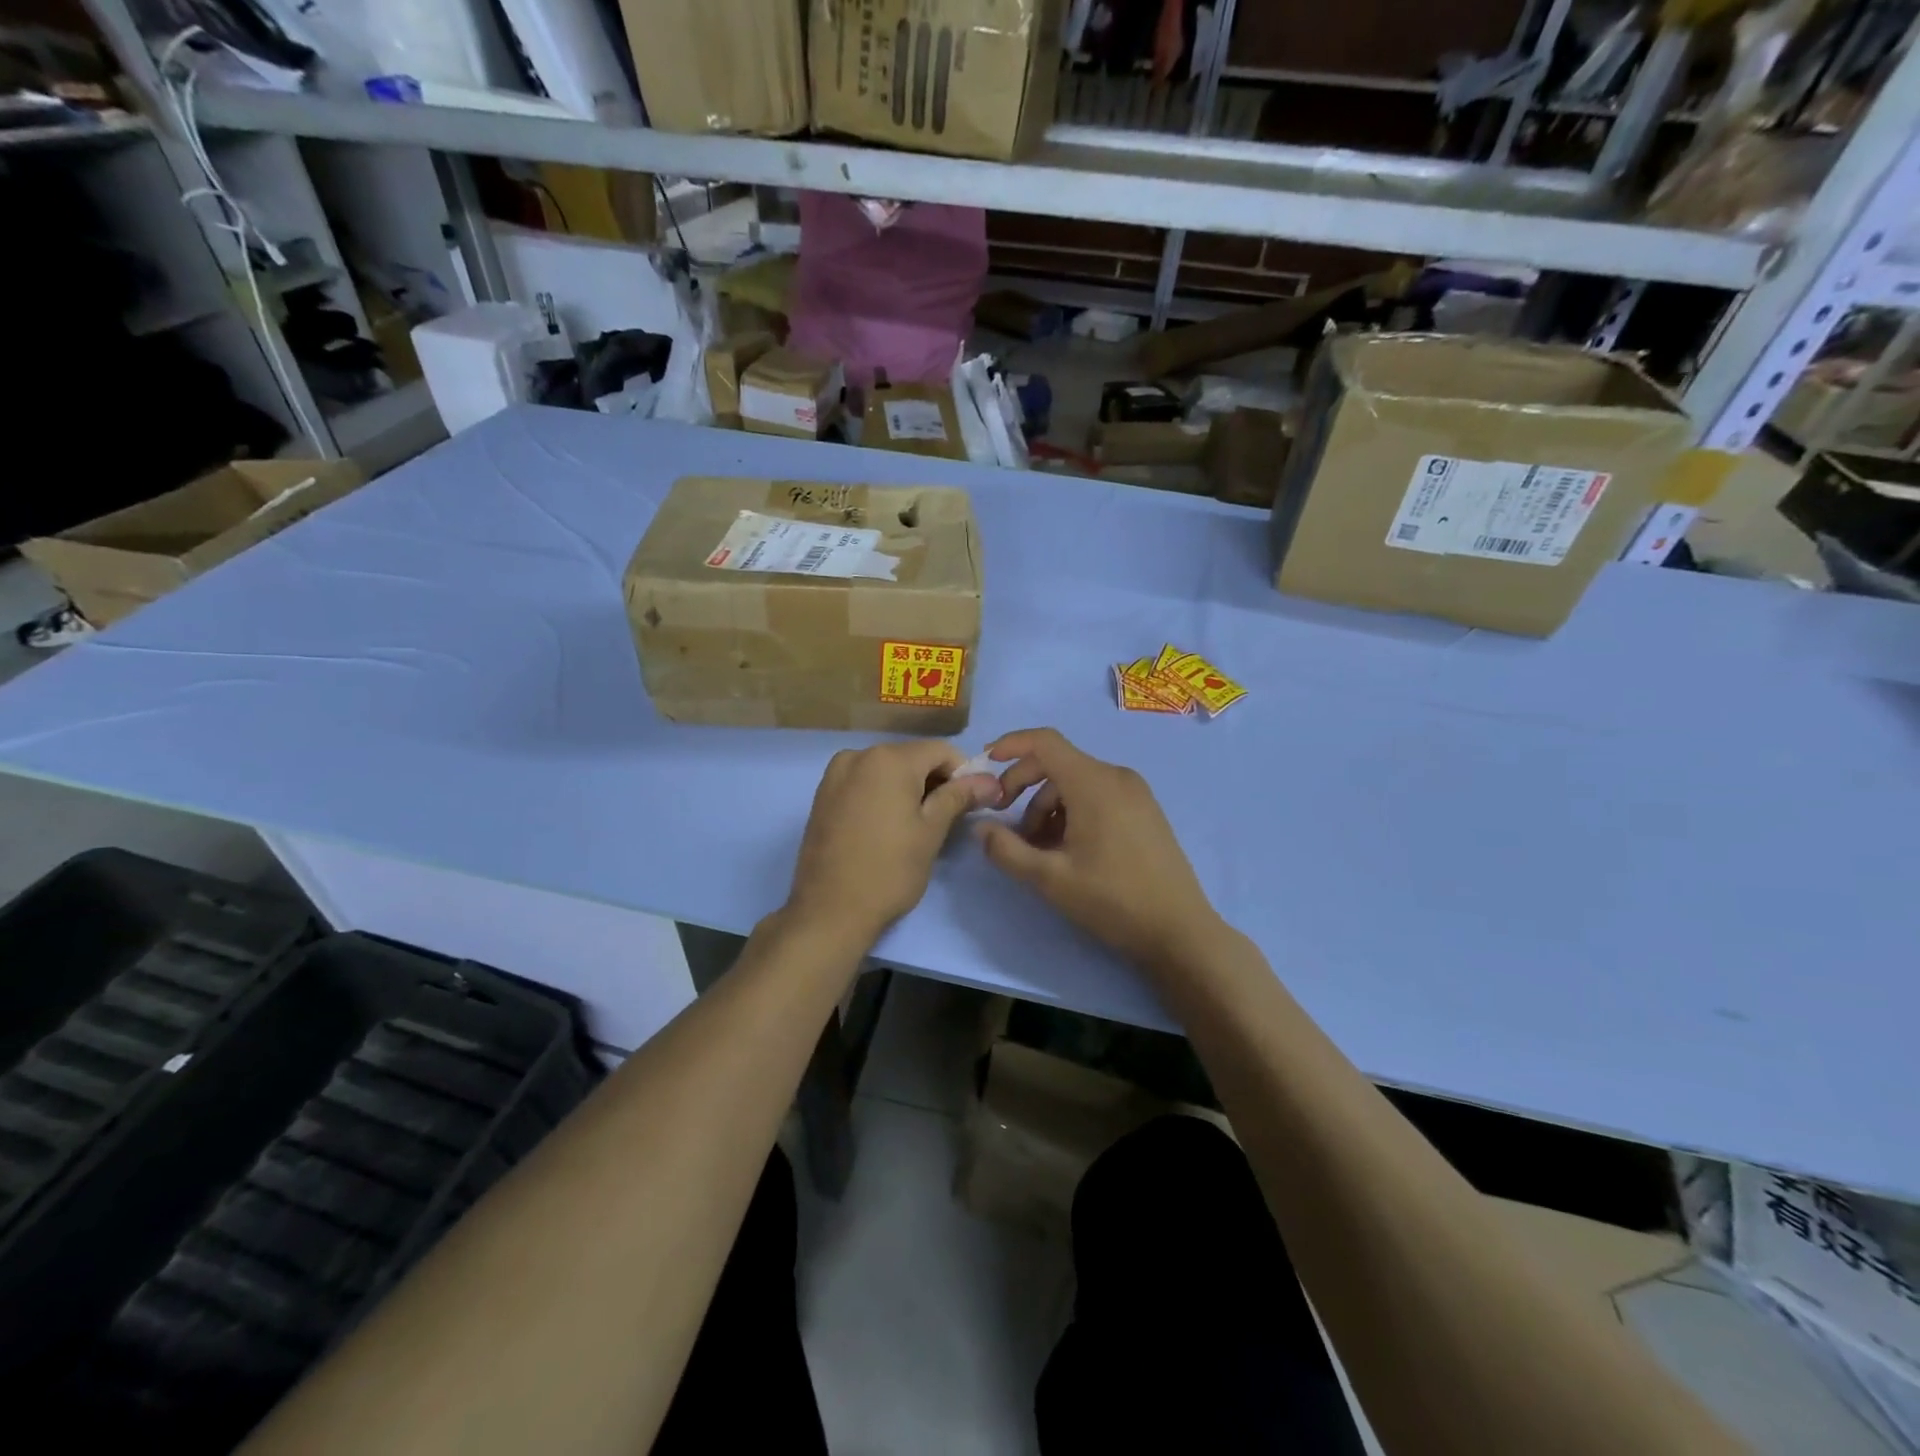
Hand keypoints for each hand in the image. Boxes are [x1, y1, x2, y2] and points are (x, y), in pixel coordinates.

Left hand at [786, 740, 1000, 944]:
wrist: (828, 910)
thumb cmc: (889, 870)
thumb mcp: (932, 831)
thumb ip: (959, 797)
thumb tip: (989, 781)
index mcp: (890, 759)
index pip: (941, 751)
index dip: (964, 773)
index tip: (972, 804)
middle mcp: (859, 755)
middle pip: (913, 757)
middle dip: (936, 781)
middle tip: (949, 819)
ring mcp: (836, 774)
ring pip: (888, 770)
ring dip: (909, 788)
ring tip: (917, 826)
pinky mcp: (823, 795)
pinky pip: (864, 782)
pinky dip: (883, 794)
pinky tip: (888, 826)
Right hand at [976, 728, 1224, 972]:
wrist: (1179, 930)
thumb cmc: (1112, 899)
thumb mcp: (1050, 878)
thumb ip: (1007, 850)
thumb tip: (979, 827)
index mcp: (1093, 782)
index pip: (1045, 742)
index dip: (1011, 745)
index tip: (986, 763)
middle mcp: (1116, 776)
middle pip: (1057, 763)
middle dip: (1023, 785)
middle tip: (1003, 819)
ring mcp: (1135, 793)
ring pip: (1076, 783)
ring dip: (1047, 806)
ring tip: (1036, 848)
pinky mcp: (1145, 810)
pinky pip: (1097, 795)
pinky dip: (1072, 811)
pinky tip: (1066, 848)